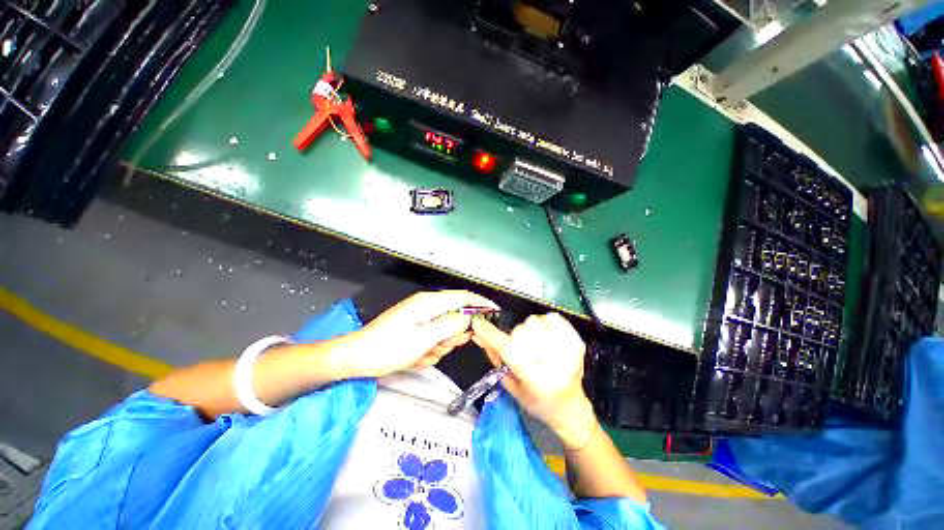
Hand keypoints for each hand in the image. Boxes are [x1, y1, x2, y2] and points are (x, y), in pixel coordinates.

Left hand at [341, 290, 498, 377]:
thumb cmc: (390, 347)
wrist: (358, 358)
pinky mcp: (415, 328)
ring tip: (424, 353)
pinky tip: (416, 356)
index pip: (463, 296)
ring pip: (445, 330)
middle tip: (442, 346)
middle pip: (455, 315)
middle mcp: (426, 306)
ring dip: (440, 344)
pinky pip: (433, 337)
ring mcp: (420, 317)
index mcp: (429, 302)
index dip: (481, 302)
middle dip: (453, 334)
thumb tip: (470, 316)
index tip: (495, 312)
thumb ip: (451, 325)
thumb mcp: (424, 338)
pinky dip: (430, 349)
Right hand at [471, 313, 597, 448]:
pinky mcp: (576, 340)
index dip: (491, 335)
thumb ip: (494, 358)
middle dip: (513, 339)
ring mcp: (568, 349)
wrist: (570, 406)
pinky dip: (544, 323)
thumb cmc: (537, 402)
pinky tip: (545, 337)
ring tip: (535, 347)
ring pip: (533, 322)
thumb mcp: (511, 385)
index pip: (509, 350)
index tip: (478, 324)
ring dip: (528, 331)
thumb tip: (477, 335)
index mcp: (536, 379)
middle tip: (521, 354)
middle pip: (520, 332)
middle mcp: (555, 362)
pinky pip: (551, 317)